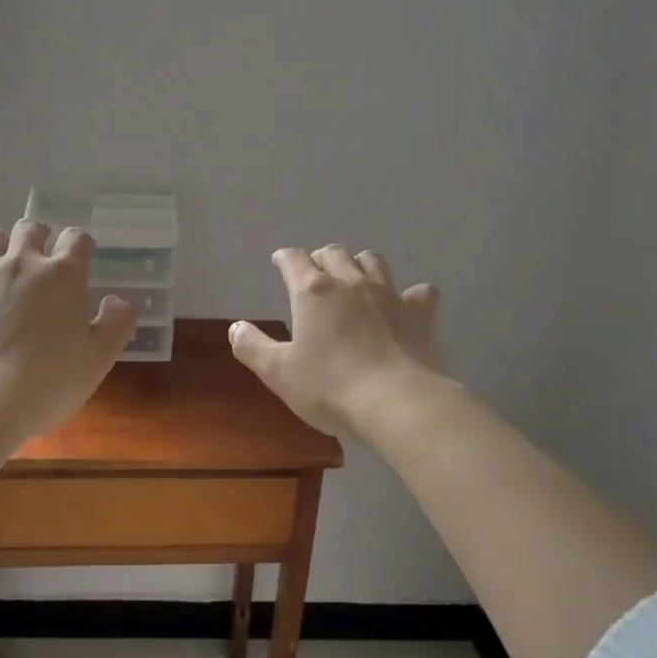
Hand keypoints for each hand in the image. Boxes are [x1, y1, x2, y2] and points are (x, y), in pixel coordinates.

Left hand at [0, 220, 136, 437]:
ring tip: (5, 269)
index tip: (82, 258)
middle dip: (40, 236)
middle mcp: (21, 264)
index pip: (77, 238)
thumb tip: (116, 301)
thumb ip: (116, 323)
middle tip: (42, 259)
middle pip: (31, 228)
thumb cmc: (48, 380)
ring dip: (2, 247)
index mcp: (62, 275)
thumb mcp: (98, 359)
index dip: (81, 244)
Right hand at [230, 245, 443, 436]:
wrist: (396, 403)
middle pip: (334, 253)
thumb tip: (235, 326)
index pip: (294, 260)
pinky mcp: (420, 313)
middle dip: (321, 259)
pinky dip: (411, 294)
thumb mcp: (278, 373)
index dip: (285, 259)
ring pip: (373, 261)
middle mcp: (350, 282)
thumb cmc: (329, 387)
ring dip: (361, 266)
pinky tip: (407, 306)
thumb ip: (252, 347)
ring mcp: (389, 294)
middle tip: (316, 275)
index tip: (280, 262)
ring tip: (356, 281)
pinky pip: (419, 291)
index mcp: (312, 292)